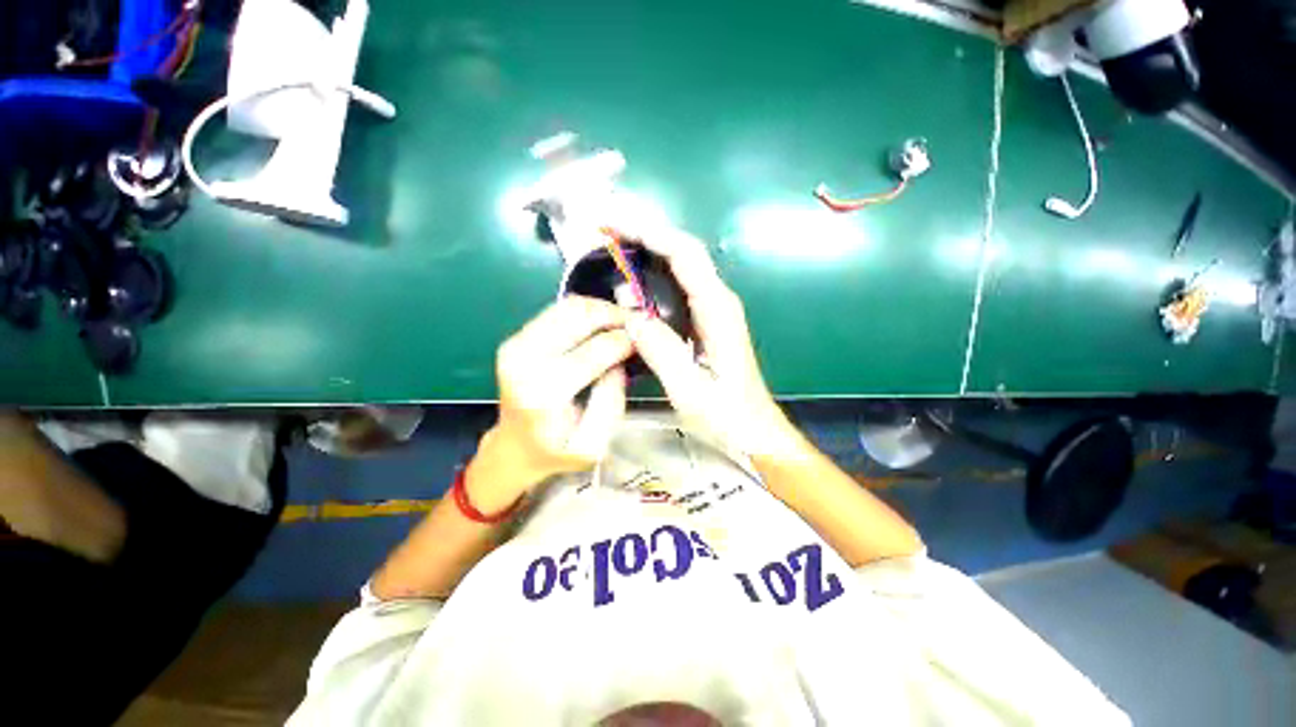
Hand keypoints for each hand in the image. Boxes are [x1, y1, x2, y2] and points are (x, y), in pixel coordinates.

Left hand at [471, 297, 632, 511]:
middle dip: (615, 315)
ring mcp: (516, 345)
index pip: (596, 349)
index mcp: (545, 392)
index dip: (626, 340)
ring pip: (568, 306)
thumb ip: (611, 400)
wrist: (515, 448)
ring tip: (621, 323)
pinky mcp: (516, 338)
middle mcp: (525, 360)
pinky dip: (585, 311)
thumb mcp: (595, 443)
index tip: (646, 341)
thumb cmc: (557, 451)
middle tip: (638, 325)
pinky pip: (557, 311)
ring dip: (601, 309)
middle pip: (579, 315)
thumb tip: (620, 360)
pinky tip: (600, 325)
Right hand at [624, 230, 799, 456]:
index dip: (649, 234)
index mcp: (717, 310)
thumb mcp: (690, 390)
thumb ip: (661, 350)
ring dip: (647, 250)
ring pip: (680, 266)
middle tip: (605, 232)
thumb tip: (629, 309)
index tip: (613, 227)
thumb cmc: (726, 415)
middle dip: (644, 234)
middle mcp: (718, 300)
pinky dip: (653, 275)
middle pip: (683, 251)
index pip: (684, 255)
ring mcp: (714, 309)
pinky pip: (678, 286)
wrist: (754, 429)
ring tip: (612, 248)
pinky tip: (632, 281)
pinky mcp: (707, 320)